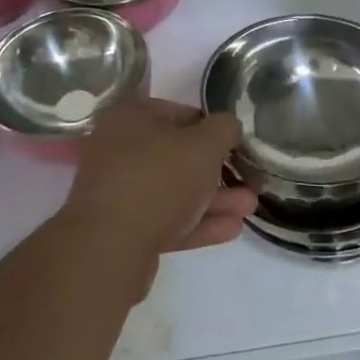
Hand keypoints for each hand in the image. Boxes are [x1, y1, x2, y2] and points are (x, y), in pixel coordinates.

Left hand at [63, 99, 255, 263]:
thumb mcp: (205, 143)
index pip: (180, 113)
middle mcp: (117, 149)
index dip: (213, 128)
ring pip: (174, 191)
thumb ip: (225, 128)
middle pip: (177, 156)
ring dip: (213, 199)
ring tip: (248, 208)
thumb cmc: (160, 177)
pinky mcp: (121, 230)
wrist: (110, 247)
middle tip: (248, 181)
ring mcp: (117, 191)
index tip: (236, 145)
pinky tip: (231, 229)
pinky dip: (196, 223)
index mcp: (130, 117)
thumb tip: (228, 127)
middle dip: (217, 171)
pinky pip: (165, 220)